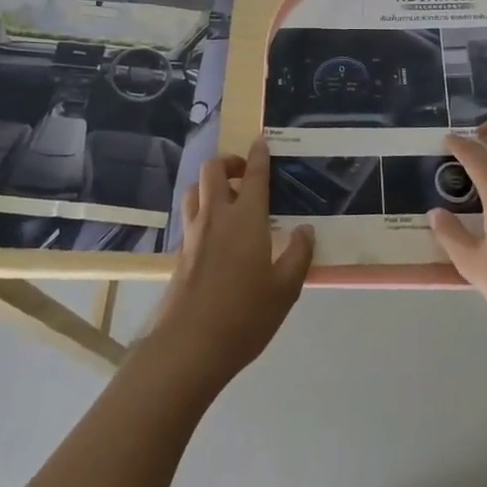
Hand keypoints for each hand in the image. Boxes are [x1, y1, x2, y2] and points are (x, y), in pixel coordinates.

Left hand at [147, 139, 313, 393]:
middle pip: (213, 170)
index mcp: (246, 220)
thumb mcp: (285, 290)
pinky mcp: (180, 253)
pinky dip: (202, 208)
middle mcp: (216, 217)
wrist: (189, 346)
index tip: (262, 141)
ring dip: (210, 183)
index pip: (253, 175)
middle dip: (229, 161)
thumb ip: (298, 255)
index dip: (259, 154)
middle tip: (246, 172)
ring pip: (195, 189)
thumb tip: (306, 230)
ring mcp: (194, 234)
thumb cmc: (244, 316)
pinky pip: (190, 215)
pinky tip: (215, 230)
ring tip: (228, 197)